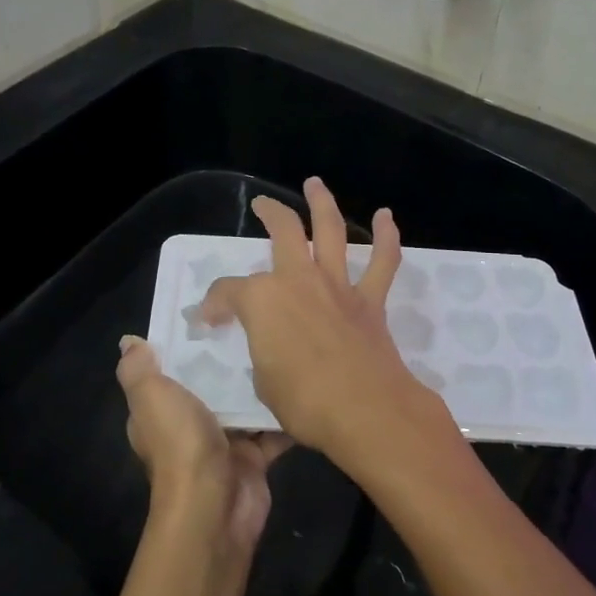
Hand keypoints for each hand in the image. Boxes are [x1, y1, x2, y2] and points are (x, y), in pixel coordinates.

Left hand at [116, 335, 289, 550]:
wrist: (214, 505)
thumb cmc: (179, 443)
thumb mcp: (150, 397)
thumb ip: (138, 368)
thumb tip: (129, 341)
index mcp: (160, 411)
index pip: (170, 370)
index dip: (185, 344)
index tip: (211, 310)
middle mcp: (189, 425)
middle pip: (212, 384)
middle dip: (230, 358)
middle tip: (257, 320)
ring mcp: (224, 442)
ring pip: (245, 403)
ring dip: (260, 382)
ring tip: (284, 342)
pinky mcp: (254, 457)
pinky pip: (272, 428)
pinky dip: (285, 412)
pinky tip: (302, 380)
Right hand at [198, 177, 446, 471]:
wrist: (365, 411)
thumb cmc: (304, 401)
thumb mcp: (263, 381)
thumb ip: (264, 352)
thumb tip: (271, 347)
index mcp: (263, 300)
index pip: (228, 292)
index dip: (213, 304)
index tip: (208, 318)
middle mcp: (299, 280)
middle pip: (283, 231)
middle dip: (270, 213)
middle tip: (262, 205)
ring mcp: (337, 286)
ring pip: (331, 231)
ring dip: (322, 203)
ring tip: (315, 184)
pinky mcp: (370, 300)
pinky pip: (382, 262)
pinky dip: (387, 237)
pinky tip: (386, 217)